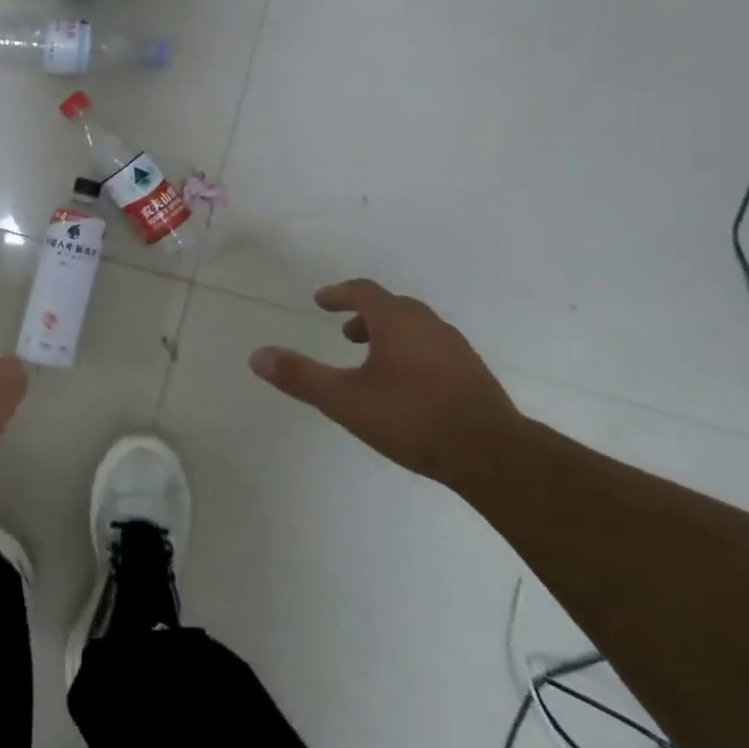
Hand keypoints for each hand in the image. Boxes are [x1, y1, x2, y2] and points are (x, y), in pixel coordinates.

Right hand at [248, 279, 522, 484]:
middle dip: (364, 315)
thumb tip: (256, 355)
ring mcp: (456, 349)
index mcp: (398, 322)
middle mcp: (429, 326)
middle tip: (345, 333)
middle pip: (393, 307)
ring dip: (389, 334)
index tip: (321, 302)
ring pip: (416, 328)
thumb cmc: (411, 418)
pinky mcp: (473, 374)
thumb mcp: (344, 400)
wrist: (492, 455)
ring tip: (372, 361)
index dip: (339, 293)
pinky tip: (407, 386)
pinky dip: (412, 352)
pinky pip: (434, 349)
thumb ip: (300, 376)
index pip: (364, 292)